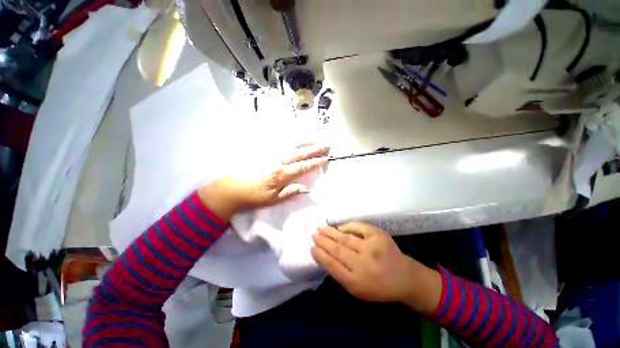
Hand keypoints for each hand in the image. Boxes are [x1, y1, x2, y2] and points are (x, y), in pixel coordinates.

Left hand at [198, 142, 329, 220]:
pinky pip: (280, 143)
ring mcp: (271, 154)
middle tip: (326, 145)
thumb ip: (290, 192)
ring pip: (291, 145)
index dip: (315, 163)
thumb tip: (306, 188)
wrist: (231, 188)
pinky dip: (290, 139)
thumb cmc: (253, 196)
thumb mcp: (273, 199)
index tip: (325, 159)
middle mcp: (278, 161)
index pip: (303, 167)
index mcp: (282, 174)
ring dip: (305, 141)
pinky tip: (296, 136)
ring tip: (316, 137)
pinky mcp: (264, 151)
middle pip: (300, 153)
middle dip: (315, 149)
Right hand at [311, 222, 441, 312]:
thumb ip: (341, 274)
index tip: (311, 247)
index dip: (320, 255)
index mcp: (357, 282)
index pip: (332, 265)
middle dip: (322, 241)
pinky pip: (358, 227)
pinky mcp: (378, 235)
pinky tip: (338, 227)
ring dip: (330, 232)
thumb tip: (324, 255)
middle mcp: (363, 264)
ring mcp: (372, 248)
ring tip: (320, 227)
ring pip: (345, 238)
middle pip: (337, 249)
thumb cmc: (379, 286)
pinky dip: (346, 226)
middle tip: (313, 234)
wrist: (405, 277)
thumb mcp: (358, 289)